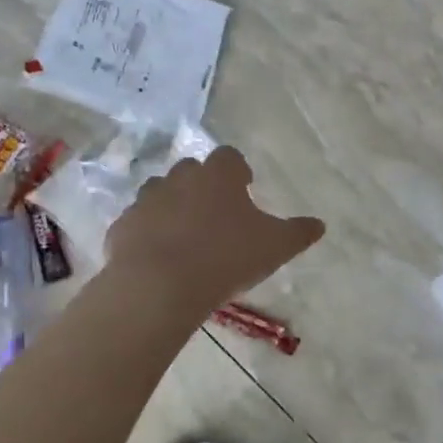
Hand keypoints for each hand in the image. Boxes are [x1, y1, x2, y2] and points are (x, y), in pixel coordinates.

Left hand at [106, 148, 324, 307]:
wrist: (160, 285)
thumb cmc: (226, 257)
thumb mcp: (276, 247)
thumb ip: (299, 233)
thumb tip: (319, 224)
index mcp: (219, 175)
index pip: (230, 157)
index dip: (238, 172)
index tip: (245, 191)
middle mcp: (181, 178)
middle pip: (192, 171)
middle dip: (203, 187)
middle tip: (216, 216)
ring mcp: (146, 200)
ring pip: (161, 193)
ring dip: (172, 206)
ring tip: (185, 237)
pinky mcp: (122, 226)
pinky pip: (138, 223)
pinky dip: (147, 233)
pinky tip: (158, 257)